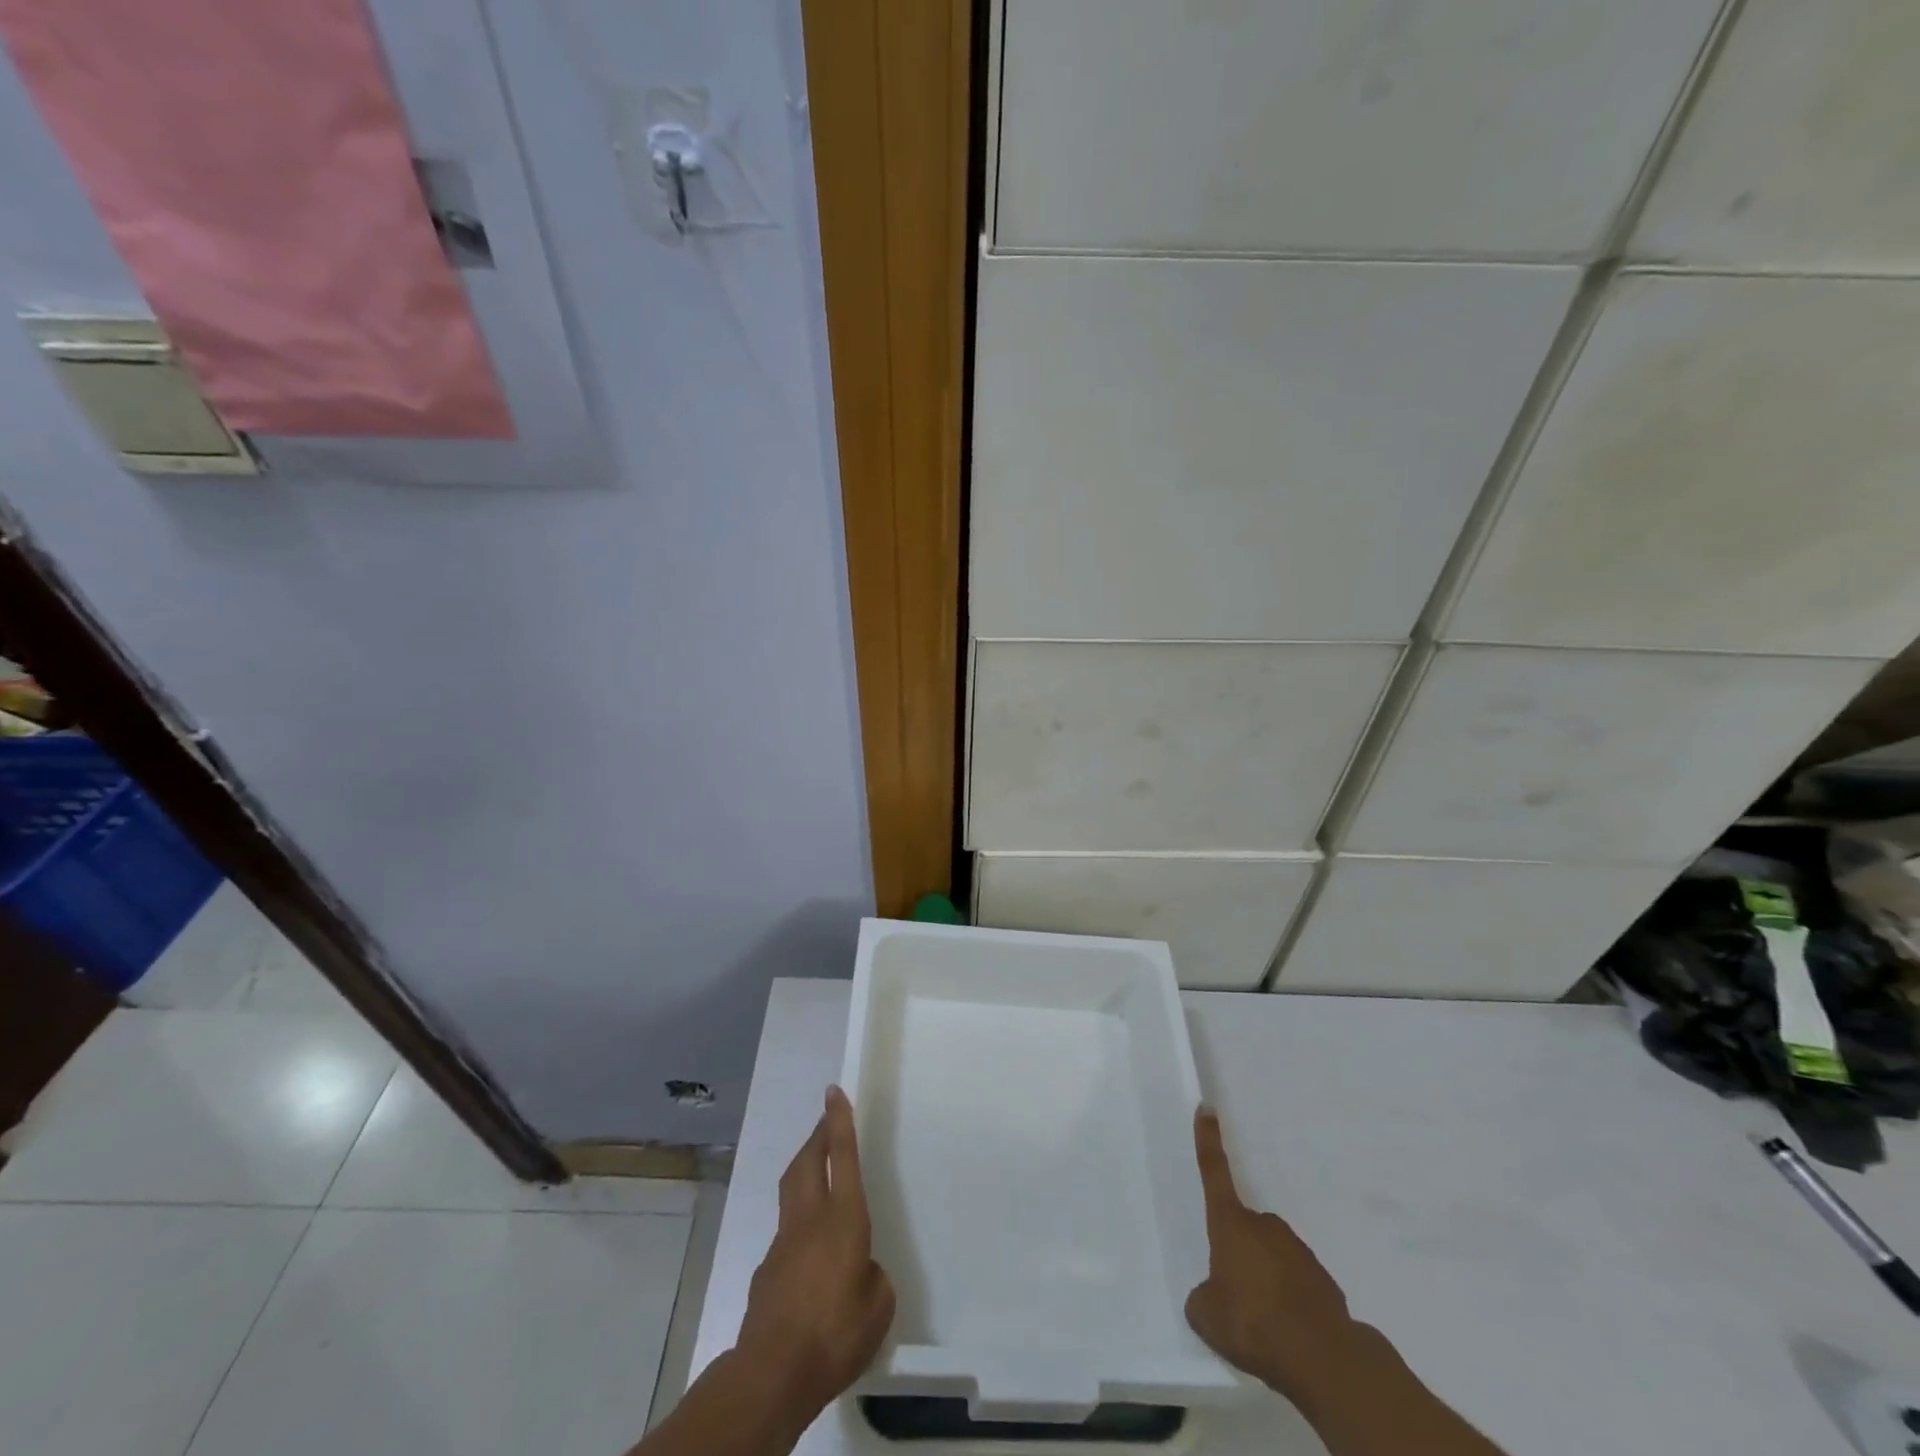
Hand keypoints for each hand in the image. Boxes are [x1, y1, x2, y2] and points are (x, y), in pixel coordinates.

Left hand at [733, 1085, 895, 1423]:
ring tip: (819, 1170)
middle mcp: (810, 1219)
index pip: (843, 1156)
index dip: (839, 1120)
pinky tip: (809, 1252)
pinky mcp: (766, 1269)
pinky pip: (786, 1231)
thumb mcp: (878, 1307)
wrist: (772, 1373)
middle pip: (809, 1161)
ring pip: (792, 1189)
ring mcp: (783, 1241)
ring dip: (805, 1170)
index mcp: (844, 1219)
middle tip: (827, 1121)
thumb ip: (872, 1278)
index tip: (834, 1091)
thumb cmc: (835, 1333)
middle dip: (818, 1135)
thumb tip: (859, 1271)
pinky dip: (799, 1223)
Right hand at [1185, 1106, 1357, 1397]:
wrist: (1322, 1356)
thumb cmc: (1252, 1323)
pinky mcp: (1323, 1280)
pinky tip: (1289, 1333)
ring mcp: (1297, 1250)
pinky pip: (1297, 1284)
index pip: (1214, 1172)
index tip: (1208, 1108)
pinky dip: (1290, 1302)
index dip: (1209, 1140)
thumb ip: (1202, 1297)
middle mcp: (1264, 1226)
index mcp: (1230, 1224)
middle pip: (1244, 1229)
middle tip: (1236, 1295)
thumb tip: (1213, 1295)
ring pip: (1272, 1257)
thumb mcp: (1206, 1315)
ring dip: (1266, 1280)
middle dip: (1240, 1253)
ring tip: (1264, 1322)